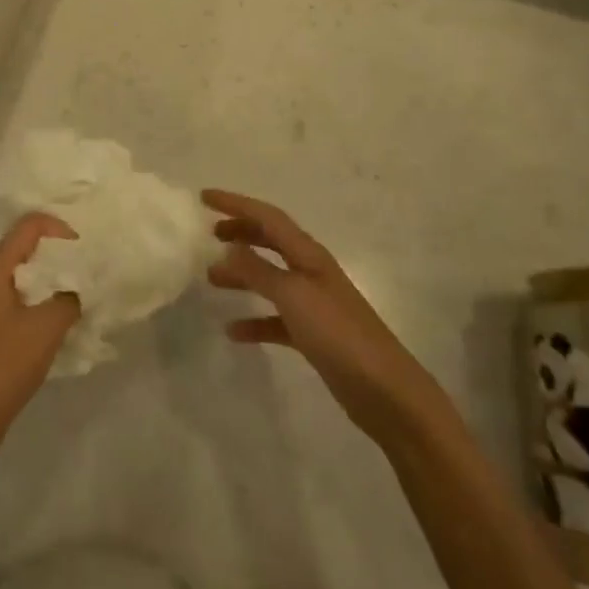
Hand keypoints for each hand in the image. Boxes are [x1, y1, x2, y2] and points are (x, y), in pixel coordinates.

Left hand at [0, 213, 80, 469]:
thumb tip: (85, 285)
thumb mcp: (46, 327)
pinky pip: (32, 300)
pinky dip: (53, 302)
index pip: (31, 224)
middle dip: (65, 253)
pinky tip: (74, 319)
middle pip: (32, 246)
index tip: (88, 251)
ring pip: (34, 275)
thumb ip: (70, 297)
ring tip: (91, 292)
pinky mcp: (1, 327)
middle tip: (96, 268)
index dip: (61, 229)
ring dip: (61, 279)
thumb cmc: (4, 363)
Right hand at [204, 189, 446, 445]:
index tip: (204, 197)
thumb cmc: (338, 333)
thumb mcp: (293, 295)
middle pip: (270, 241)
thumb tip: (229, 246)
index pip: (268, 217)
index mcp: (309, 255)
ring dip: (242, 273)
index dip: (236, 204)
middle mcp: (311, 272)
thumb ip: (258, 270)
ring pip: (270, 278)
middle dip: (240, 232)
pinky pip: (276, 318)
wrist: (384, 391)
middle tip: (208, 233)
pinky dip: (254, 320)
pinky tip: (233, 331)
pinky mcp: (313, 335)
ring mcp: (314, 304)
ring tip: (211, 278)